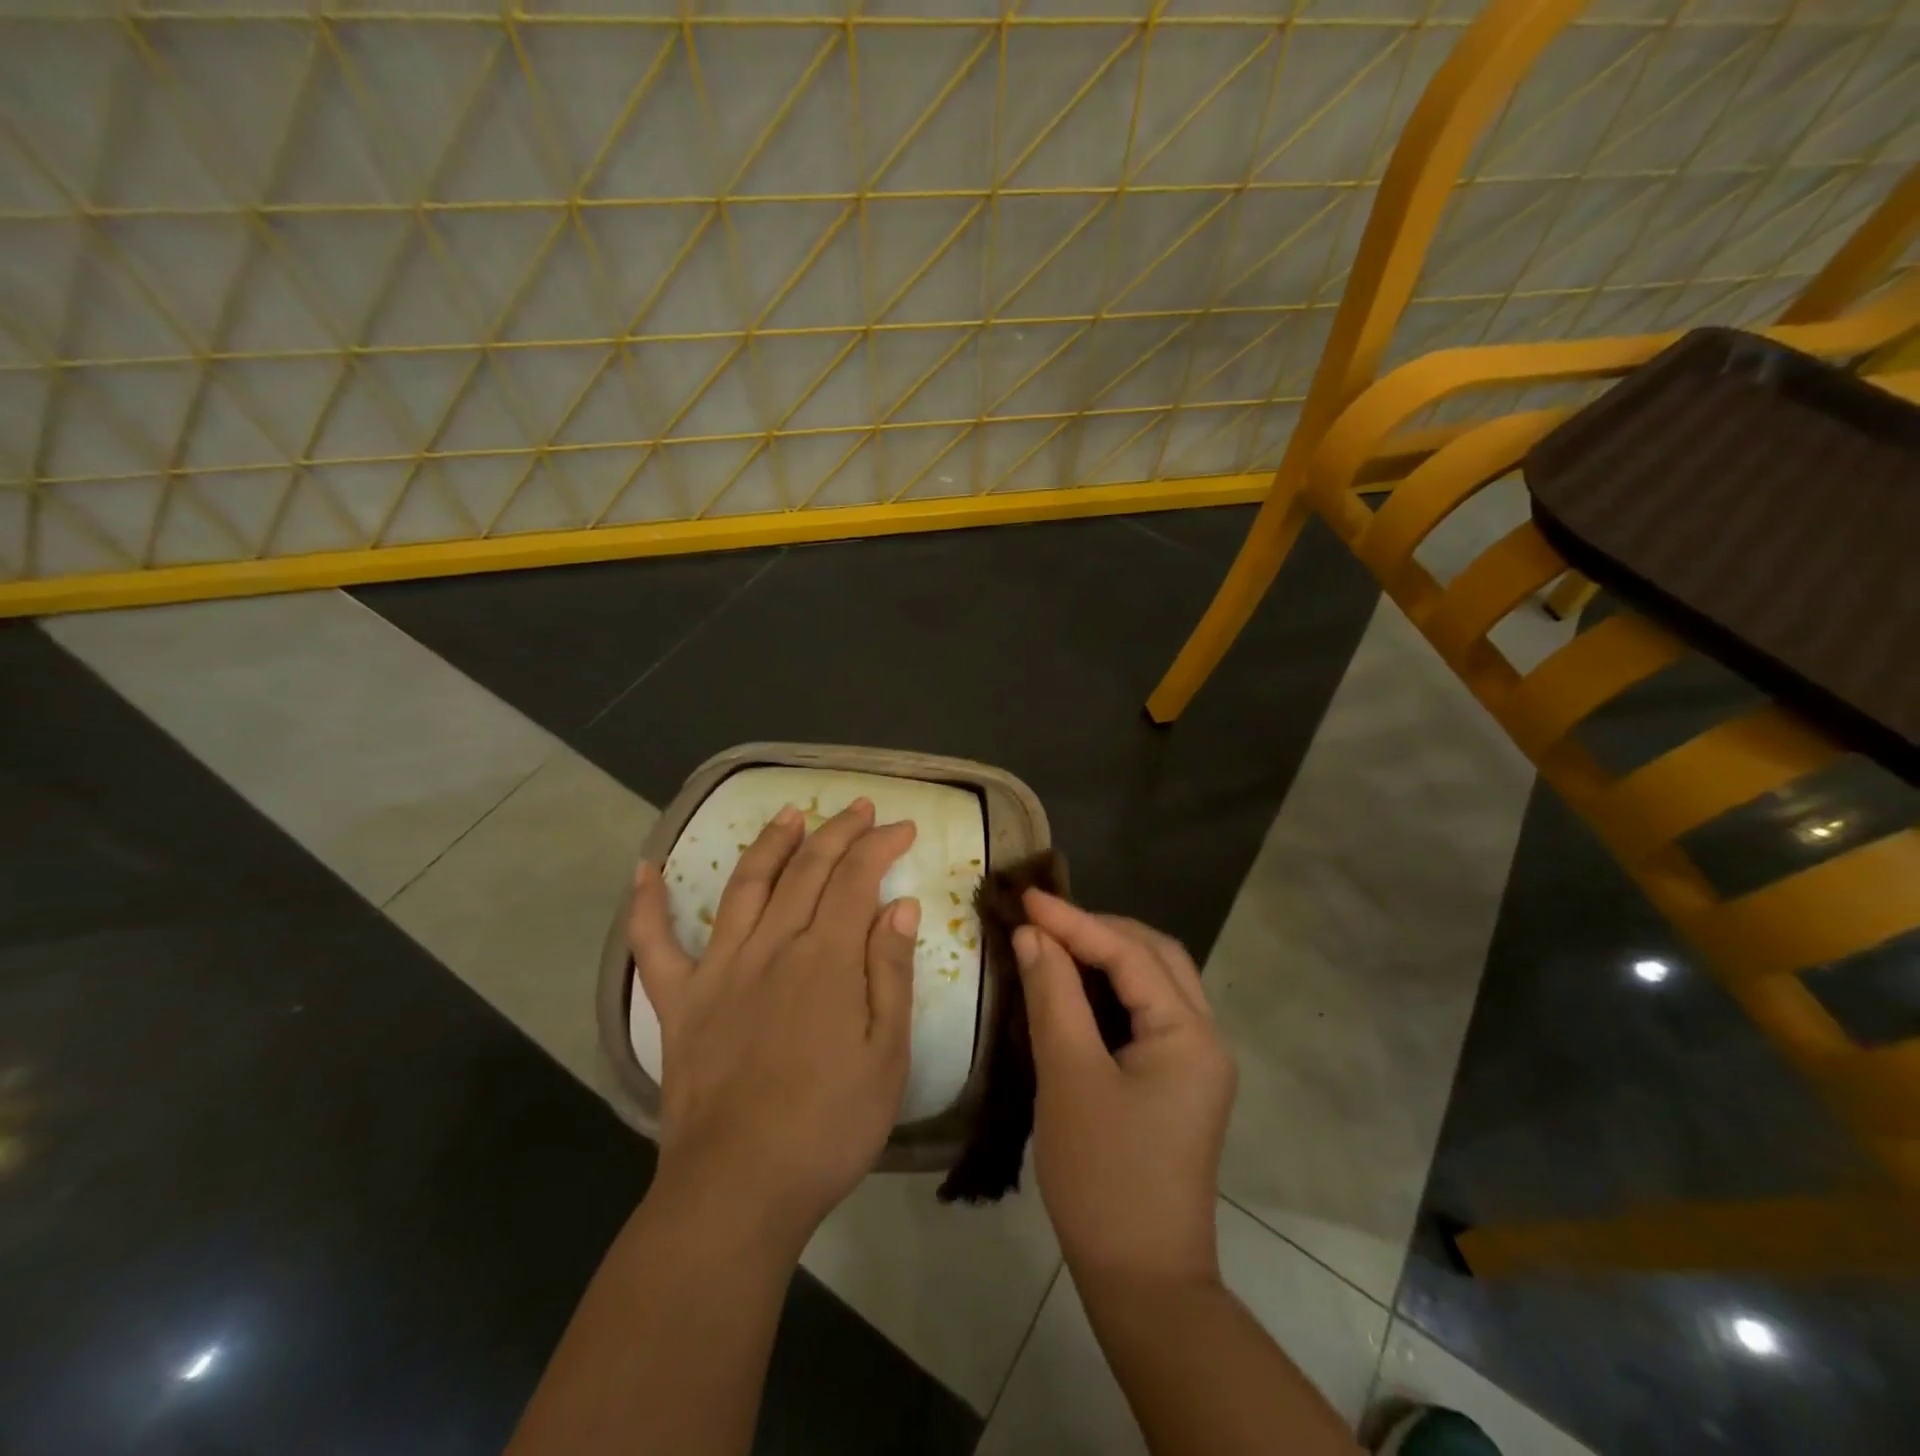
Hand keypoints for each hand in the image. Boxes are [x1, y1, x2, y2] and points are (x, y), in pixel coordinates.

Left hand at [626, 798, 919, 1249]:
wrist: (739, 1188)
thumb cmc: (828, 1126)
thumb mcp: (885, 1055)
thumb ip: (890, 973)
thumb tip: (899, 906)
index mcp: (825, 959)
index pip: (856, 879)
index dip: (880, 845)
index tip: (903, 826)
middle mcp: (771, 947)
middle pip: (806, 869)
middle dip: (837, 832)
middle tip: (859, 807)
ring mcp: (719, 970)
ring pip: (745, 886)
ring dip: (769, 843)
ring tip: (789, 813)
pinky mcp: (679, 1001)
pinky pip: (654, 945)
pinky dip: (646, 905)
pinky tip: (644, 871)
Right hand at [1014, 892, 1235, 1287]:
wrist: (1142, 1280)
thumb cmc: (1102, 1176)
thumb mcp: (1068, 1077)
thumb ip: (1053, 995)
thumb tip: (1034, 935)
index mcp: (1188, 1034)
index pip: (1129, 954)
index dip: (1075, 921)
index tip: (1027, 899)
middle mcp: (1205, 1037)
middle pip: (1156, 957)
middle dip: (1100, 930)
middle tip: (1046, 920)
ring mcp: (1196, 1061)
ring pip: (1156, 982)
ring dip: (1109, 955)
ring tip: (1057, 942)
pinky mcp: (1179, 1081)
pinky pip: (1149, 1012)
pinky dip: (1114, 989)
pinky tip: (1077, 988)